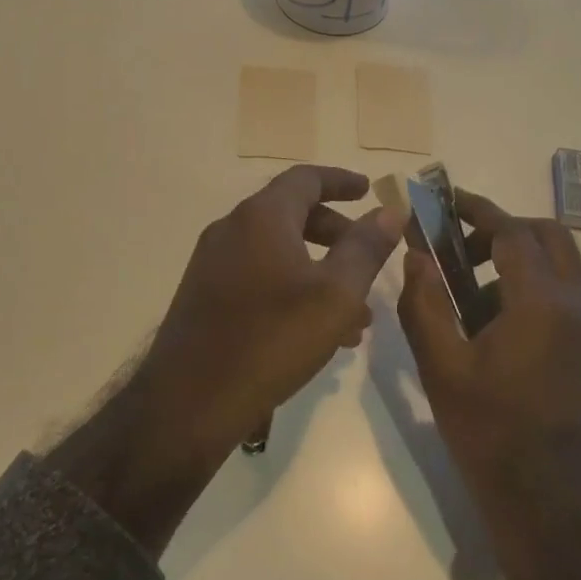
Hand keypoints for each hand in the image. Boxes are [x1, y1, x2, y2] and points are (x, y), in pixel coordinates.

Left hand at [142, 164, 406, 453]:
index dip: (342, 180)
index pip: (306, 178)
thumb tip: (390, 210)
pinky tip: (318, 333)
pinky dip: (292, 288)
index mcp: (261, 217)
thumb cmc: (272, 339)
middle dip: (336, 233)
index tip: (369, 191)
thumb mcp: (335, 294)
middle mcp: (232, 229)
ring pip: (278, 251)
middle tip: (368, 258)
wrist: (190, 401)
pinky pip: (259, 276)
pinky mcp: (205, 295)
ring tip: (356, 315)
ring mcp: (213, 263)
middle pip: (292, 214)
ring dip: (319, 270)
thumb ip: (366, 248)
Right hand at [397, 190, 580, 579]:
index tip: (444, 201)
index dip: (476, 210)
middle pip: (547, 236)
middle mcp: (576, 305)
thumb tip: (416, 256)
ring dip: (516, 260)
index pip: (511, 232)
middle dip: (502, 230)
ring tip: (467, 295)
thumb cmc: (490, 433)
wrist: (551, 503)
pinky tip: (491, 327)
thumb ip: (424, 304)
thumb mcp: (442, 368)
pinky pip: (562, 295)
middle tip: (460, 248)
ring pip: (558, 265)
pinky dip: (529, 288)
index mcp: (541, 303)